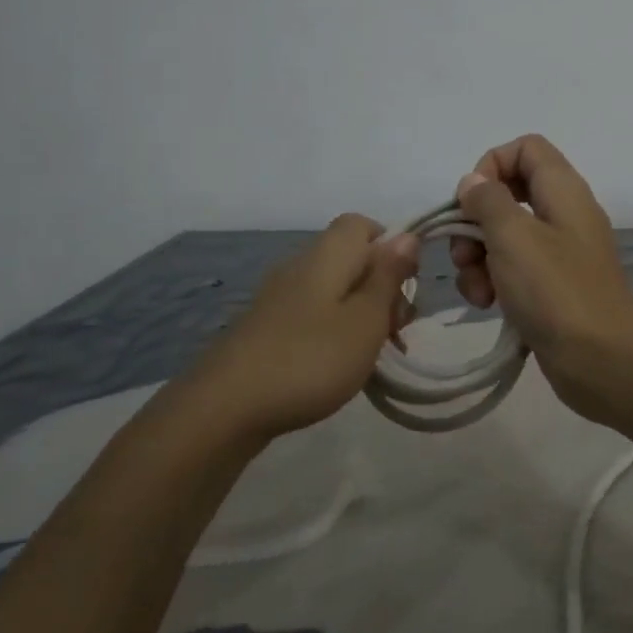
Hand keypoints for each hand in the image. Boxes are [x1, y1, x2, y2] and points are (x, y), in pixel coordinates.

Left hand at [178, 214, 418, 440]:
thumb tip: (407, 235)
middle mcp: (301, 266)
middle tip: (396, 330)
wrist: (225, 408)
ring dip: (362, 314)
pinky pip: (314, 314)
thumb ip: (388, 276)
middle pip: (352, 258)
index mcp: (327, 255)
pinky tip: (341, 365)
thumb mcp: (366, 319)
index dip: (392, 247)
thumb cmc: (310, 359)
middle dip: (382, 287)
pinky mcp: (267, 327)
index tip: (406, 286)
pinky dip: (336, 331)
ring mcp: (279, 297)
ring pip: (335, 289)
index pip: (363, 224)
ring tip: (374, 354)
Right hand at [450, 135, 632, 420]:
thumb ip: (489, 201)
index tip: (471, 202)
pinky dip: (495, 282)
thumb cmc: (556, 291)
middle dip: (475, 222)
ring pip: (506, 237)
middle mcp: (564, 215)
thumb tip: (474, 183)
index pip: (526, 148)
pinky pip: (515, 271)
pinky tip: (488, 306)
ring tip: (477, 291)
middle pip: (509, 194)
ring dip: (479, 258)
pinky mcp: (553, 288)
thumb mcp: (514, 237)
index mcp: (564, 191)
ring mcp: (560, 254)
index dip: (492, 165)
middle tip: (464, 255)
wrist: (602, 360)